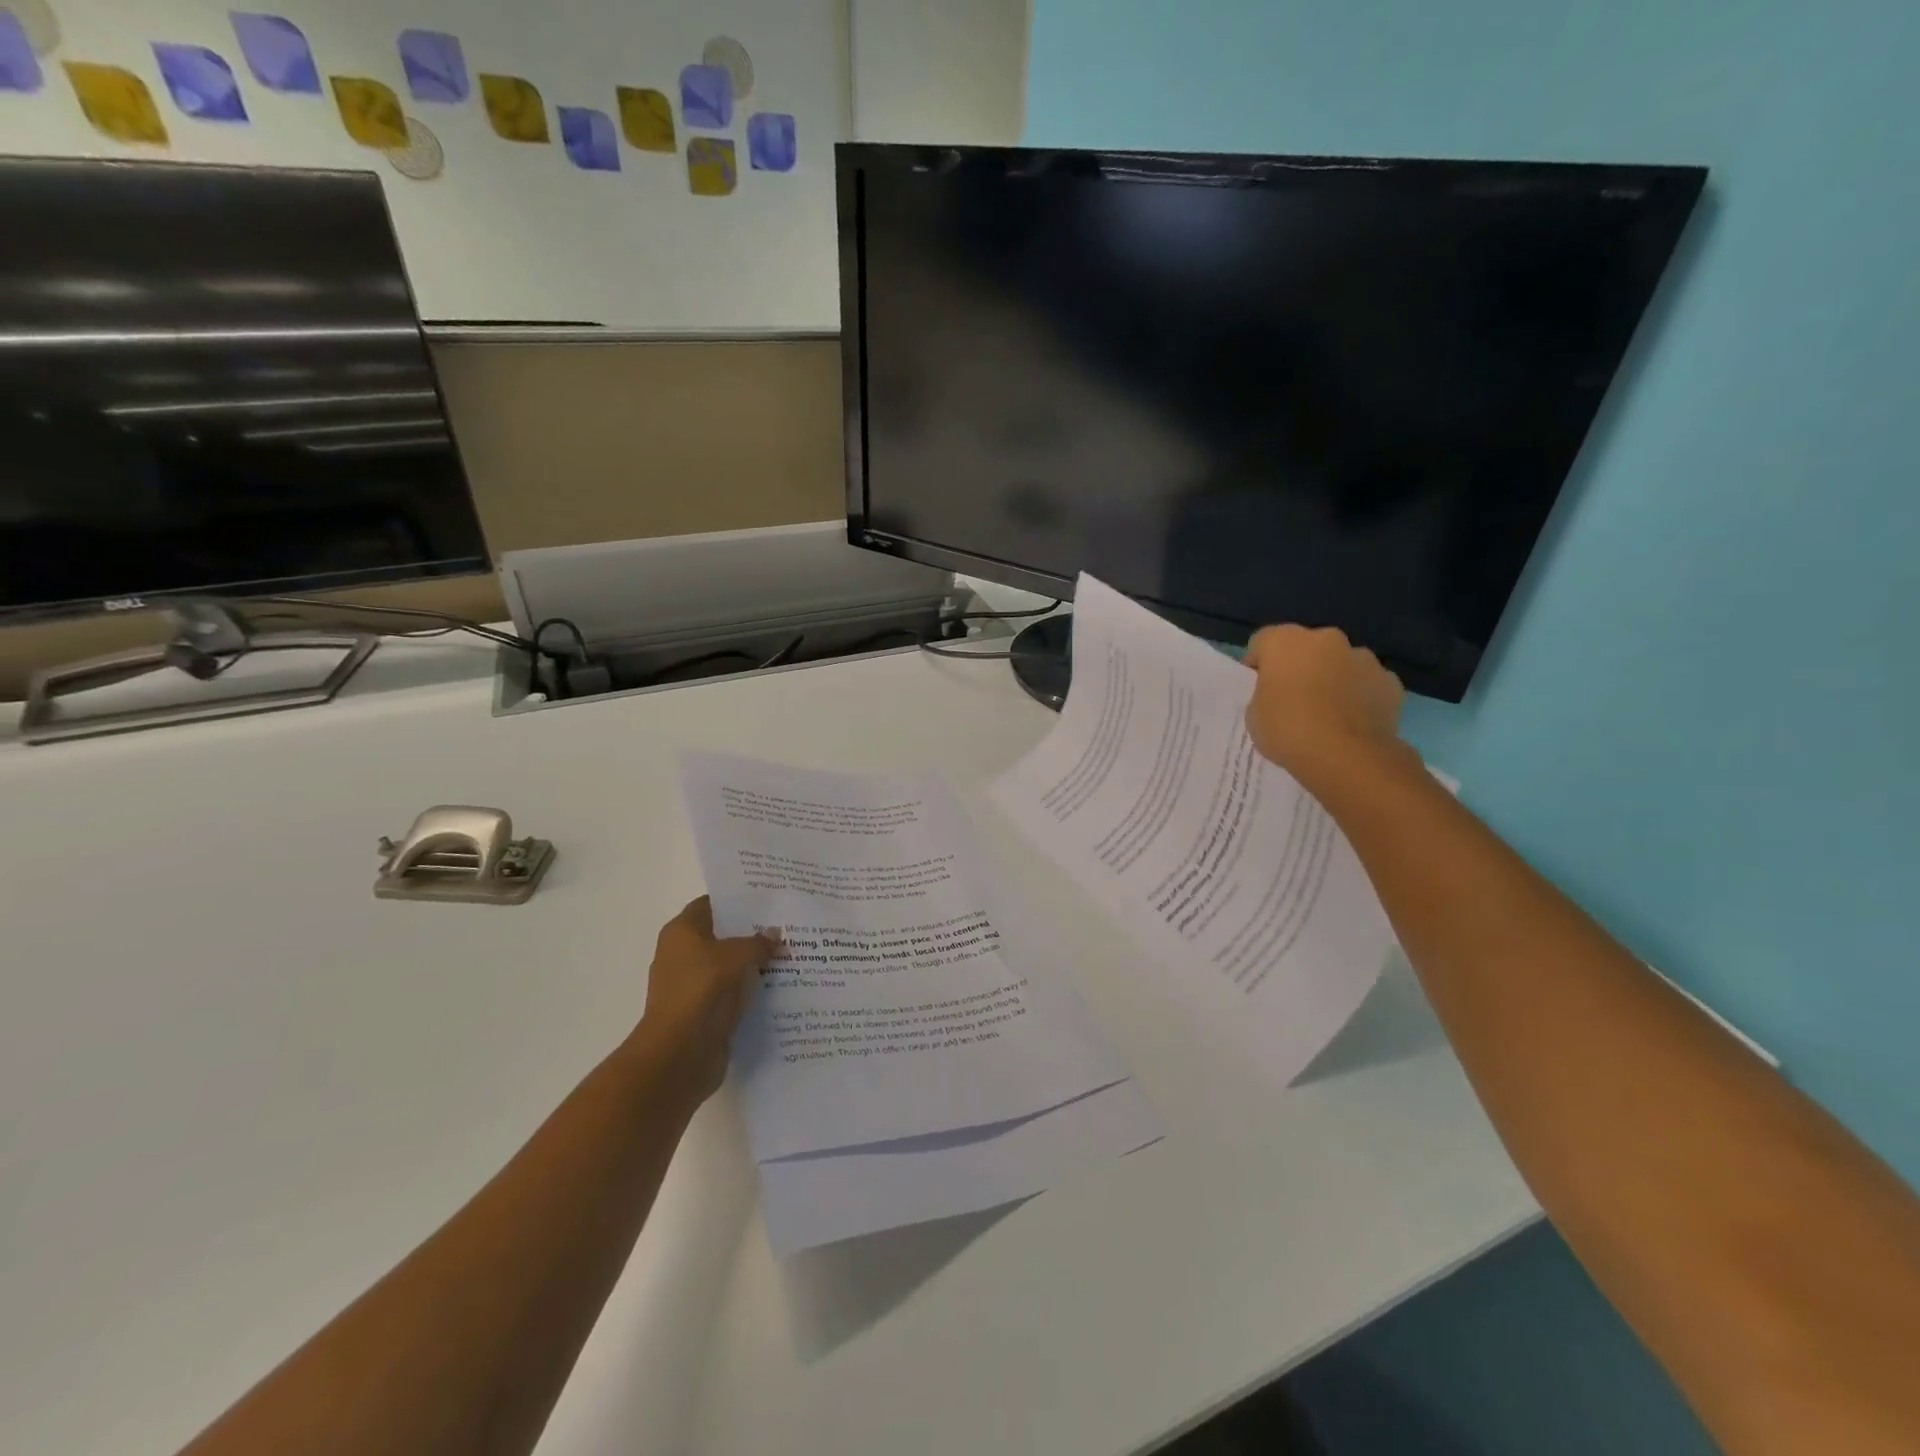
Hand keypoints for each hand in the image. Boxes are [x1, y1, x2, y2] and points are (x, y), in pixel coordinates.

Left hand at [634, 898, 780, 1103]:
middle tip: (786, 925)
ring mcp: (692, 985)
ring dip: (753, 963)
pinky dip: (750, 989)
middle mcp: (682, 955)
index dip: (737, 900)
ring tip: (790, 954)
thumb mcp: (736, 955)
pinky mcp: (702, 1012)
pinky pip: (731, 992)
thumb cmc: (702, 989)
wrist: (679, 1053)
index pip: (710, 904)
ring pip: (728, 966)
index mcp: (682, 932)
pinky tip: (779, 985)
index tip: (768, 899)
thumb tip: (775, 935)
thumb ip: (758, 942)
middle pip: (721, 935)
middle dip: (751, 932)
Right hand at [1243, 625, 1406, 786]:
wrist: (1345, 756)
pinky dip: (1360, 696)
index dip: (1258, 665)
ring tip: (1327, 714)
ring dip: (1332, 679)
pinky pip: (1367, 684)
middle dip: (1300, 667)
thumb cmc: (1288, 730)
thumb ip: (1265, 693)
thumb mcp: (1254, 714)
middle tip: (1293, 699)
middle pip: (1307, 647)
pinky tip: (1353, 723)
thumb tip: (1280, 692)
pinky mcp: (1390, 682)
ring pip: (1341, 663)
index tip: (1257, 689)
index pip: (1262, 642)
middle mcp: (1327, 639)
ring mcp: (1364, 658)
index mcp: (1286, 641)